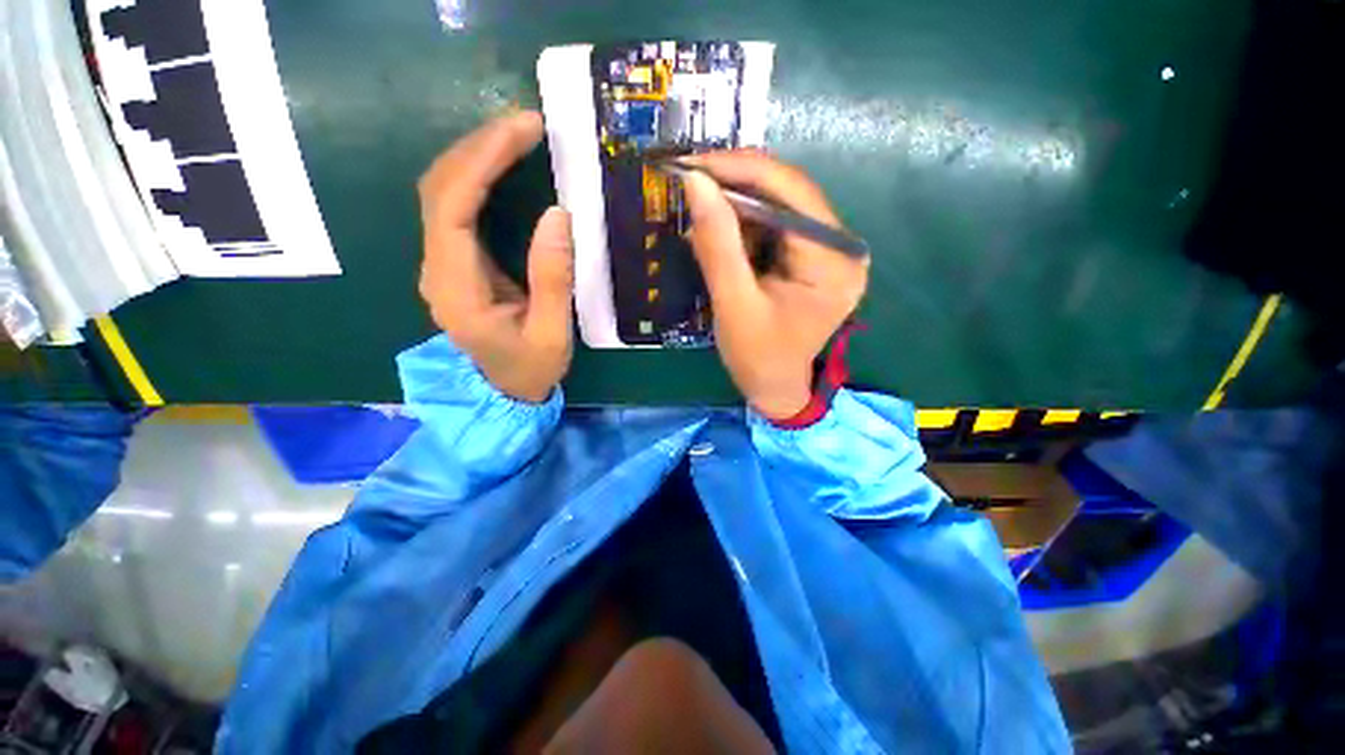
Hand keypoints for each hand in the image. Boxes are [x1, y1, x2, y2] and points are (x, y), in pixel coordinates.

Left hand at [417, 111, 573, 402]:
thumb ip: (553, 278)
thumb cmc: (530, 369)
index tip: (524, 132)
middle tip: (527, 124)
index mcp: (457, 289)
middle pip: (439, 187)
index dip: (483, 160)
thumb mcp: (552, 333)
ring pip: (441, 191)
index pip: (452, 206)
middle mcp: (437, 269)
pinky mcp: (454, 262)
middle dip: (479, 146)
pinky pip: (455, 206)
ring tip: (517, 136)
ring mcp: (441, 264)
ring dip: (475, 155)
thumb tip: (557, 214)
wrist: (504, 392)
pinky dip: (477, 176)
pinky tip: (503, 165)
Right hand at [681, 152, 868, 417]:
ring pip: (778, 207)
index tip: (692, 164)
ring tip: (699, 219)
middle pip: (787, 195)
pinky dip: (743, 228)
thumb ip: (718, 243)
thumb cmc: (757, 357)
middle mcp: (842, 247)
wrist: (774, 388)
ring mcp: (829, 251)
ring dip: (736, 209)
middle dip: (735, 189)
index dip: (740, 170)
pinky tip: (719, 238)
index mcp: (833, 261)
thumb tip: (695, 180)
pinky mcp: (813, 258)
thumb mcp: (734, 303)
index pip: (791, 193)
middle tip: (689, 184)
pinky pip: (775, 228)